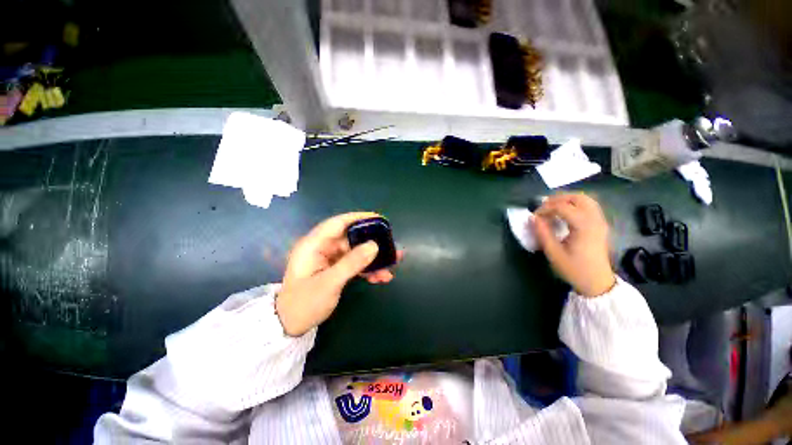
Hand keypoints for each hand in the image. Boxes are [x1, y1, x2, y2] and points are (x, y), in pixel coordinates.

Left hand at [276, 212, 402, 336]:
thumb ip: (352, 263)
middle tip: (391, 246)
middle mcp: (322, 248)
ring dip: (373, 259)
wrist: (290, 326)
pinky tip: (381, 277)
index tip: (379, 219)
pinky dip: (367, 270)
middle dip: (372, 243)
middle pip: (351, 238)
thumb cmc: (304, 303)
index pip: (338, 223)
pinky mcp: (335, 269)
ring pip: (356, 252)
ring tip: (392, 265)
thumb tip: (374, 245)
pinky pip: (354, 264)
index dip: (359, 218)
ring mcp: (329, 259)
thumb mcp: (329, 283)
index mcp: (314, 244)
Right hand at [533, 193, 615, 297]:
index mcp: (584, 226)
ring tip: (552, 208)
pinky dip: (575, 204)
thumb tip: (532, 218)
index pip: (563, 207)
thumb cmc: (574, 269)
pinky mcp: (600, 225)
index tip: (534, 217)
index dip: (546, 208)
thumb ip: (542, 233)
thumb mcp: (554, 253)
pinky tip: (565, 214)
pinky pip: (589, 206)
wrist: (597, 283)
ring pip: (585, 199)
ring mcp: (600, 221)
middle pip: (578, 197)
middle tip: (543, 208)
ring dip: (567, 200)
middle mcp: (595, 220)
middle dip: (558, 199)